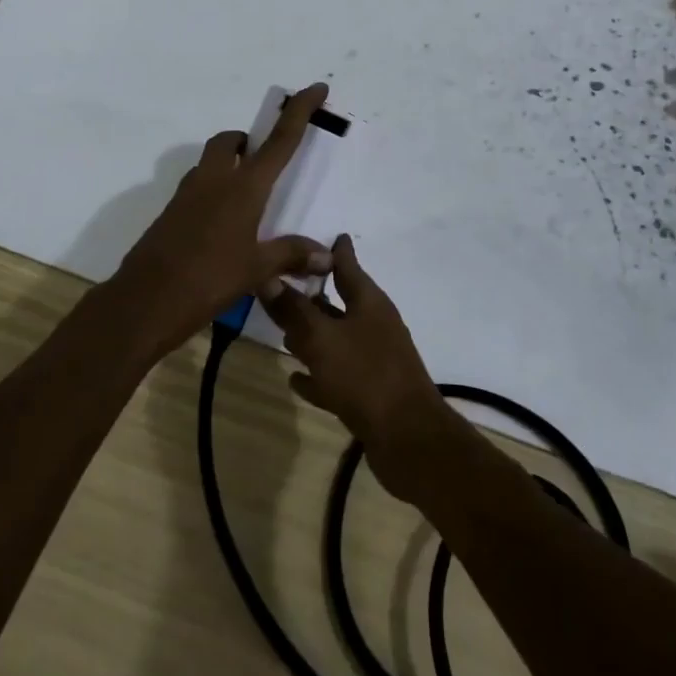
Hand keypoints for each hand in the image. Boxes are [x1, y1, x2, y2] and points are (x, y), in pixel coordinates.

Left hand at [108, 83, 333, 357]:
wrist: (144, 301)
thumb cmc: (208, 280)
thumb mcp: (256, 270)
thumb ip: (291, 255)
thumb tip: (326, 254)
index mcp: (244, 187)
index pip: (280, 140)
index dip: (299, 111)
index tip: (315, 88)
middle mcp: (215, 180)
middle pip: (231, 141)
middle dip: (248, 142)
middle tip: (263, 162)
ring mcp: (187, 194)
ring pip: (210, 162)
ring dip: (228, 165)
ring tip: (246, 201)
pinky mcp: (171, 212)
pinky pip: (197, 187)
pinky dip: (212, 192)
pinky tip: (221, 227)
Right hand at [260, 235, 460, 501]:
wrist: (409, 440)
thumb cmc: (365, 377)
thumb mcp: (321, 339)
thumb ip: (293, 310)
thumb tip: (266, 276)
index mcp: (369, 303)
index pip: (347, 265)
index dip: (334, 251)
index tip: (325, 235)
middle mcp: (374, 325)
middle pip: (339, 303)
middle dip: (313, 296)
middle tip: (283, 286)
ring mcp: (374, 360)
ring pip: (337, 339)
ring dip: (313, 335)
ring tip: (283, 333)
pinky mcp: (370, 393)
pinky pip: (337, 374)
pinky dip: (319, 373)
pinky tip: (296, 380)